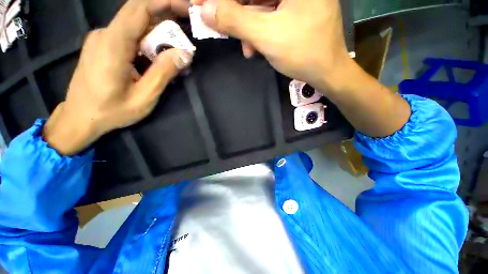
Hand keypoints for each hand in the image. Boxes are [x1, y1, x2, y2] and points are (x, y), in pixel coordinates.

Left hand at [43, 0, 192, 155]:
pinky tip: (157, 57)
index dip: (163, 2)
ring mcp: (102, 39)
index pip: (139, 9)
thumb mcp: (144, 97)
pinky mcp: (103, 46)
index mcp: (113, 45)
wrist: (79, 118)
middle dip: (166, 20)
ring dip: (159, 35)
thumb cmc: (111, 111)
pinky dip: (148, 42)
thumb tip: (185, 54)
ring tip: (175, 53)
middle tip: (186, 35)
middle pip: (139, 16)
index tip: (185, 5)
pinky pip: (129, 36)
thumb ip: (163, 73)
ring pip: (136, 27)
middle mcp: (105, 34)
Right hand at [193, 0, 351, 91]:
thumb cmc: (302, 53)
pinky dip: (261, 29)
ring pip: (263, 5)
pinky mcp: (299, 9)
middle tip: (224, 28)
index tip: (207, 6)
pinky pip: (272, 13)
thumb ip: (235, 21)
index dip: (228, 1)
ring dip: (250, 26)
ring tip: (247, 48)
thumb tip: (206, 10)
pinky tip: (258, 46)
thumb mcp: (266, 36)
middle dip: (239, 13)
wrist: (327, 71)